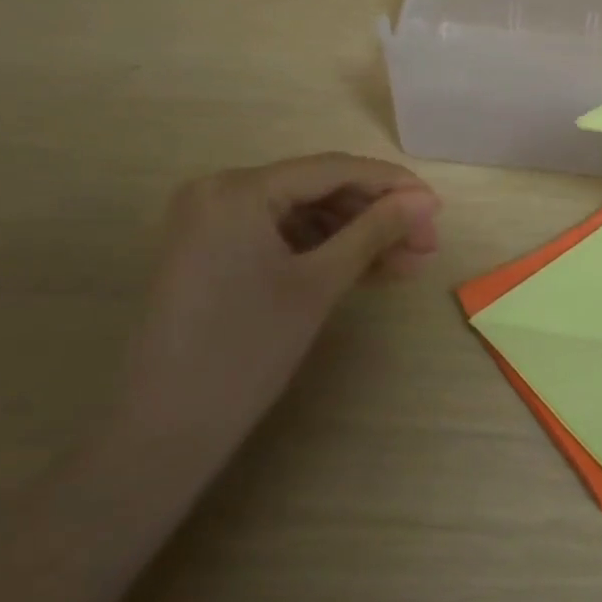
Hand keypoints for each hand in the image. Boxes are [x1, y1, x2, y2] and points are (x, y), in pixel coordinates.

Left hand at [116, 154, 439, 463]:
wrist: (164, 432)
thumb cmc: (246, 350)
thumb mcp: (319, 284)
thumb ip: (375, 231)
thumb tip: (425, 200)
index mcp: (239, 188)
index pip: (333, 169)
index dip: (392, 185)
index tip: (437, 208)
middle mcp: (220, 190)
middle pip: (318, 190)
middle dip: (376, 216)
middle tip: (426, 245)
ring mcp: (213, 222)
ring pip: (303, 216)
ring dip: (355, 237)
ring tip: (407, 264)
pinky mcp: (213, 252)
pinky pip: (281, 238)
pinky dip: (323, 252)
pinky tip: (368, 270)